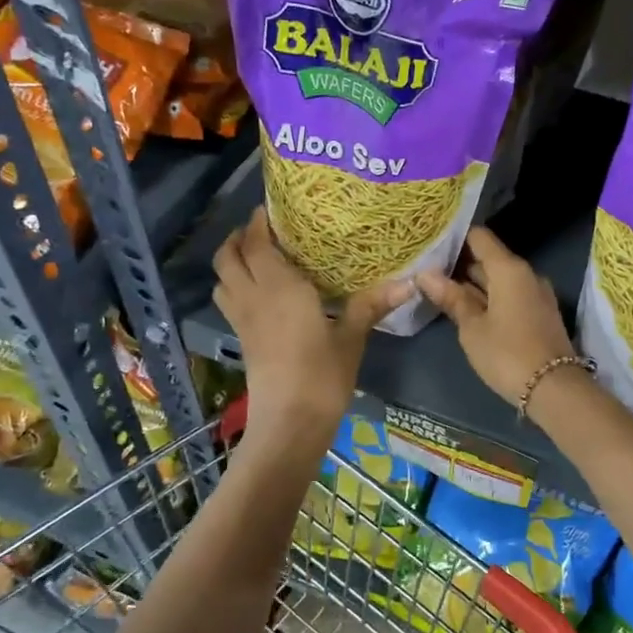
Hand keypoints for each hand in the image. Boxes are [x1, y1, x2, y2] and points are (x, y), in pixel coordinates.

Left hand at [212, 208, 408, 448]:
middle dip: (239, 238)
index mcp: (280, 288)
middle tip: (263, 229)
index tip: (271, 208)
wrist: (289, 424)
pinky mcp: (242, 340)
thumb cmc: (322, 376)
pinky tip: (261, 293)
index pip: (258, 244)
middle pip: (228, 257)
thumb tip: (410, 282)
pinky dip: (235, 285)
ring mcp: (243, 320)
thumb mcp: (351, 338)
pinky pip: (229, 300)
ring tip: (256, 256)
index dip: (259, 223)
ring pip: (222, 279)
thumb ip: (372, 305)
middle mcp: (254, 297)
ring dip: (232, 261)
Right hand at [416, 227, 577, 406]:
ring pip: (499, 278)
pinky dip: (489, 297)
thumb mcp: (472, 328)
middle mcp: (526, 273)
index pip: (479, 237)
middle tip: (427, 269)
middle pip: (489, 258)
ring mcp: (536, 293)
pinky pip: (510, 294)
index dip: (455, 237)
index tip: (431, 243)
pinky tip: (467, 308)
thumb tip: (425, 274)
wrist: (554, 389)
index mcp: (509, 269)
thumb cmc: (507, 354)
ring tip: (440, 288)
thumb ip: (451, 298)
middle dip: (460, 263)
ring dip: (473, 283)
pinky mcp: (540, 312)